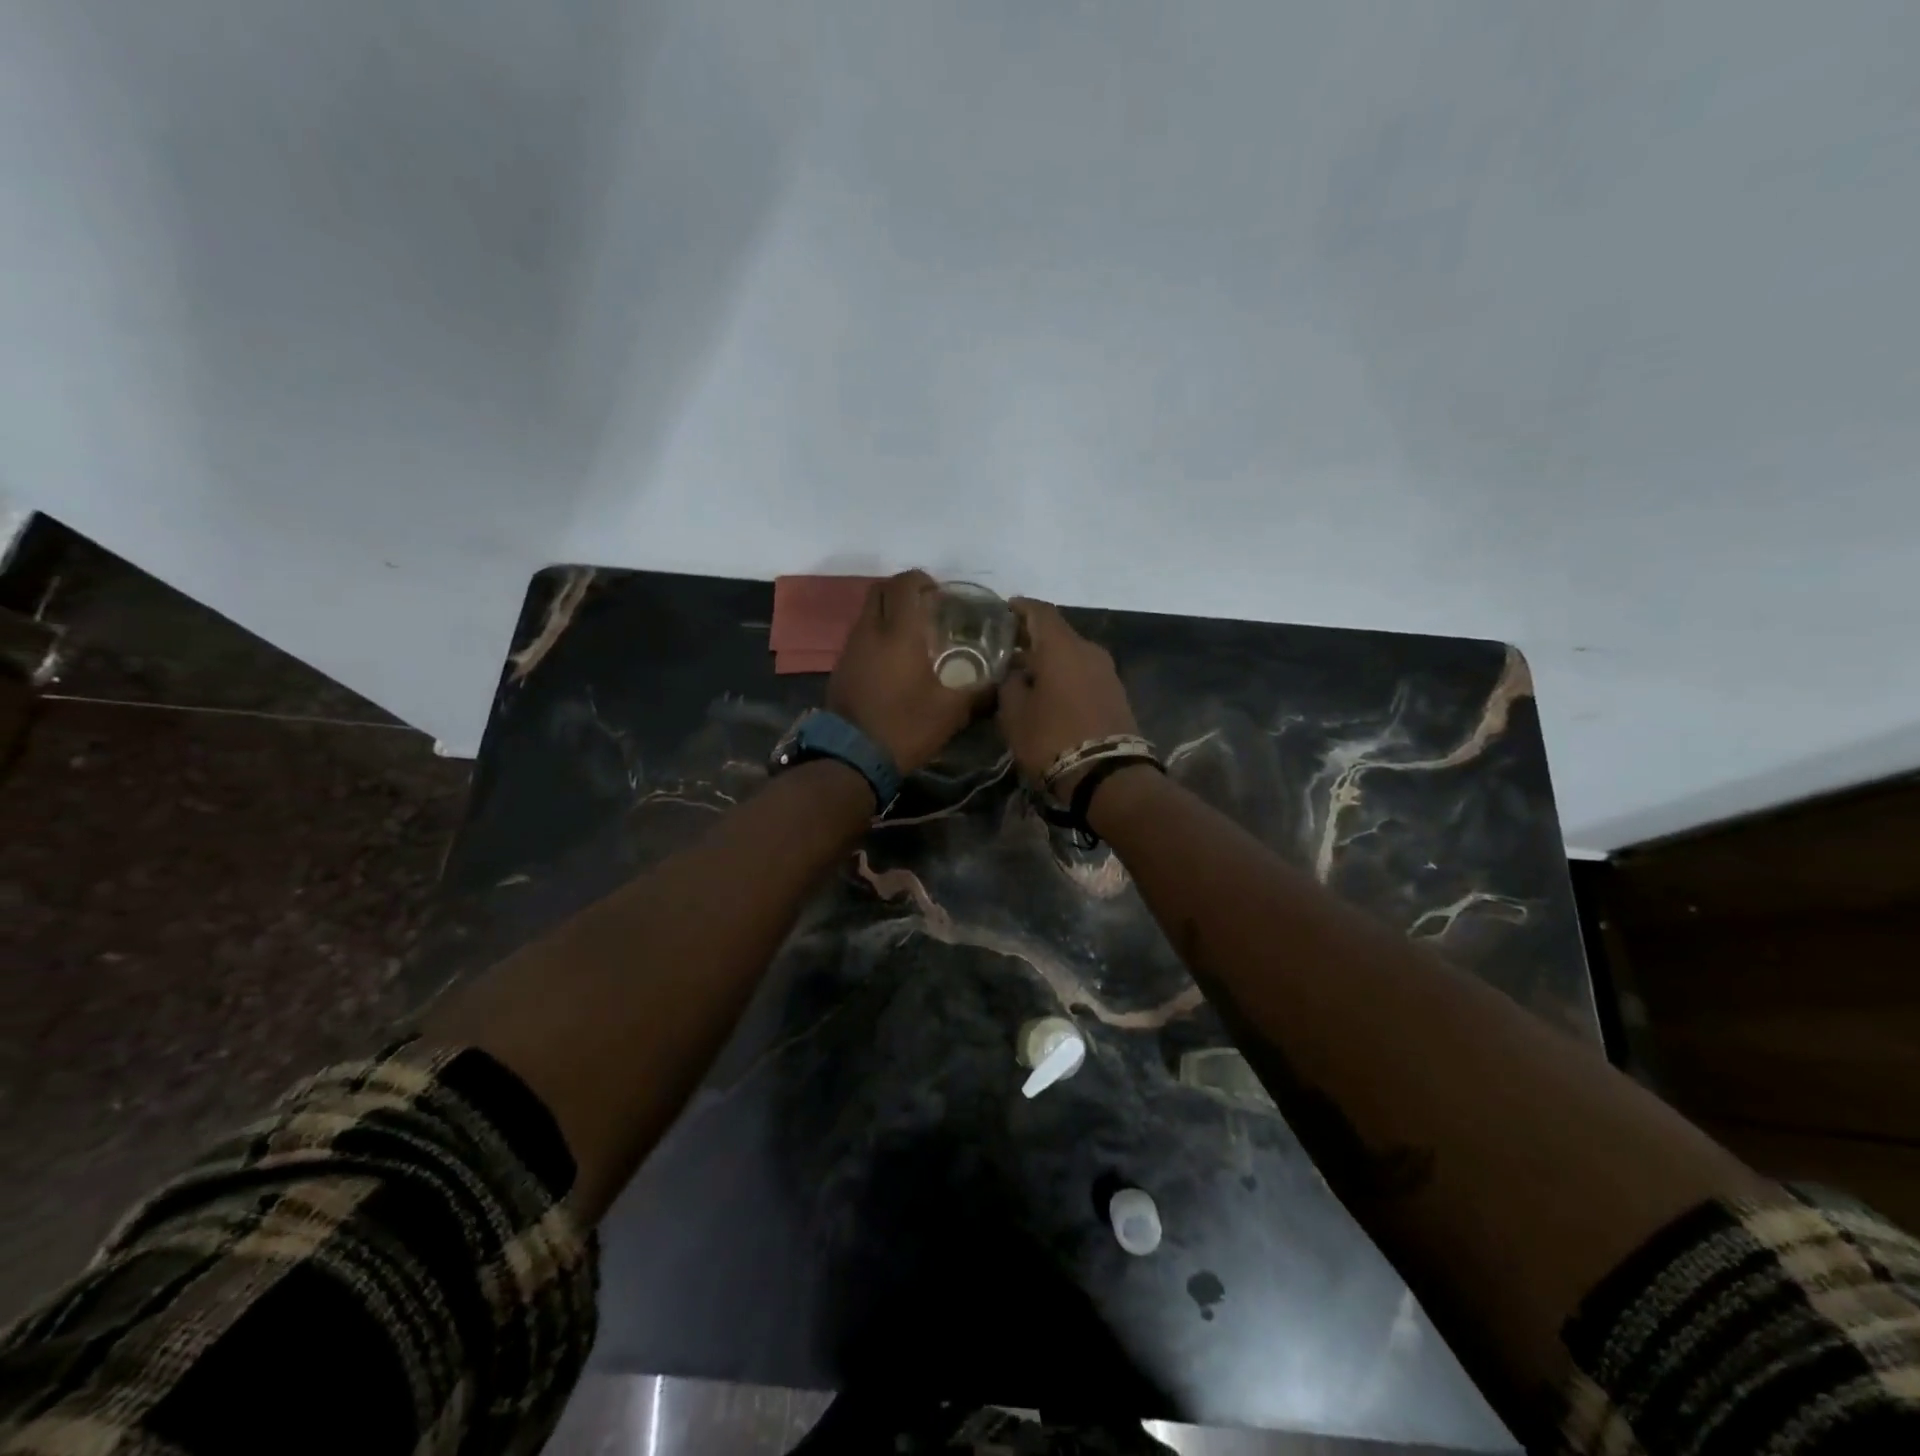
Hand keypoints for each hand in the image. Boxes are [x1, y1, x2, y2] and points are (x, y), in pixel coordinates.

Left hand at [828, 570, 984, 773]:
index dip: (922, 581)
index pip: (904, 584)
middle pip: (880, 589)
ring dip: (888, 613)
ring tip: (913, 635)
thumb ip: (979, 692)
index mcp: (899, 632)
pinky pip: (860, 635)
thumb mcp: (951, 712)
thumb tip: (1002, 683)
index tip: (940, 595)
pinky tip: (894, 660)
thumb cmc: (905, 726)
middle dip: (902, 590)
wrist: (852, 757)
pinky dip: (877, 634)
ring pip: (867, 612)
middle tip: (926, 608)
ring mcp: (851, 647)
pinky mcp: (841, 666)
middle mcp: (870, 630)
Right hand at [997, 598, 1140, 793]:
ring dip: (1048, 658)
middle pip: (1057, 632)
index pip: (1040, 611)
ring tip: (1023, 672)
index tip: (1002, 611)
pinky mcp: (1115, 692)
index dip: (1019, 608)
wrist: (1107, 775)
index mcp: (1062, 647)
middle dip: (1031, 636)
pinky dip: (1064, 674)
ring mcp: (1106, 671)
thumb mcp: (1015, 714)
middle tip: (1006, 646)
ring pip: (1071, 653)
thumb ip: (1010, 685)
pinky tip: (1047, 690)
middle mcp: (1088, 650)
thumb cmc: (1052, 738)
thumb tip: (1016, 674)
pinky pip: (1083, 672)